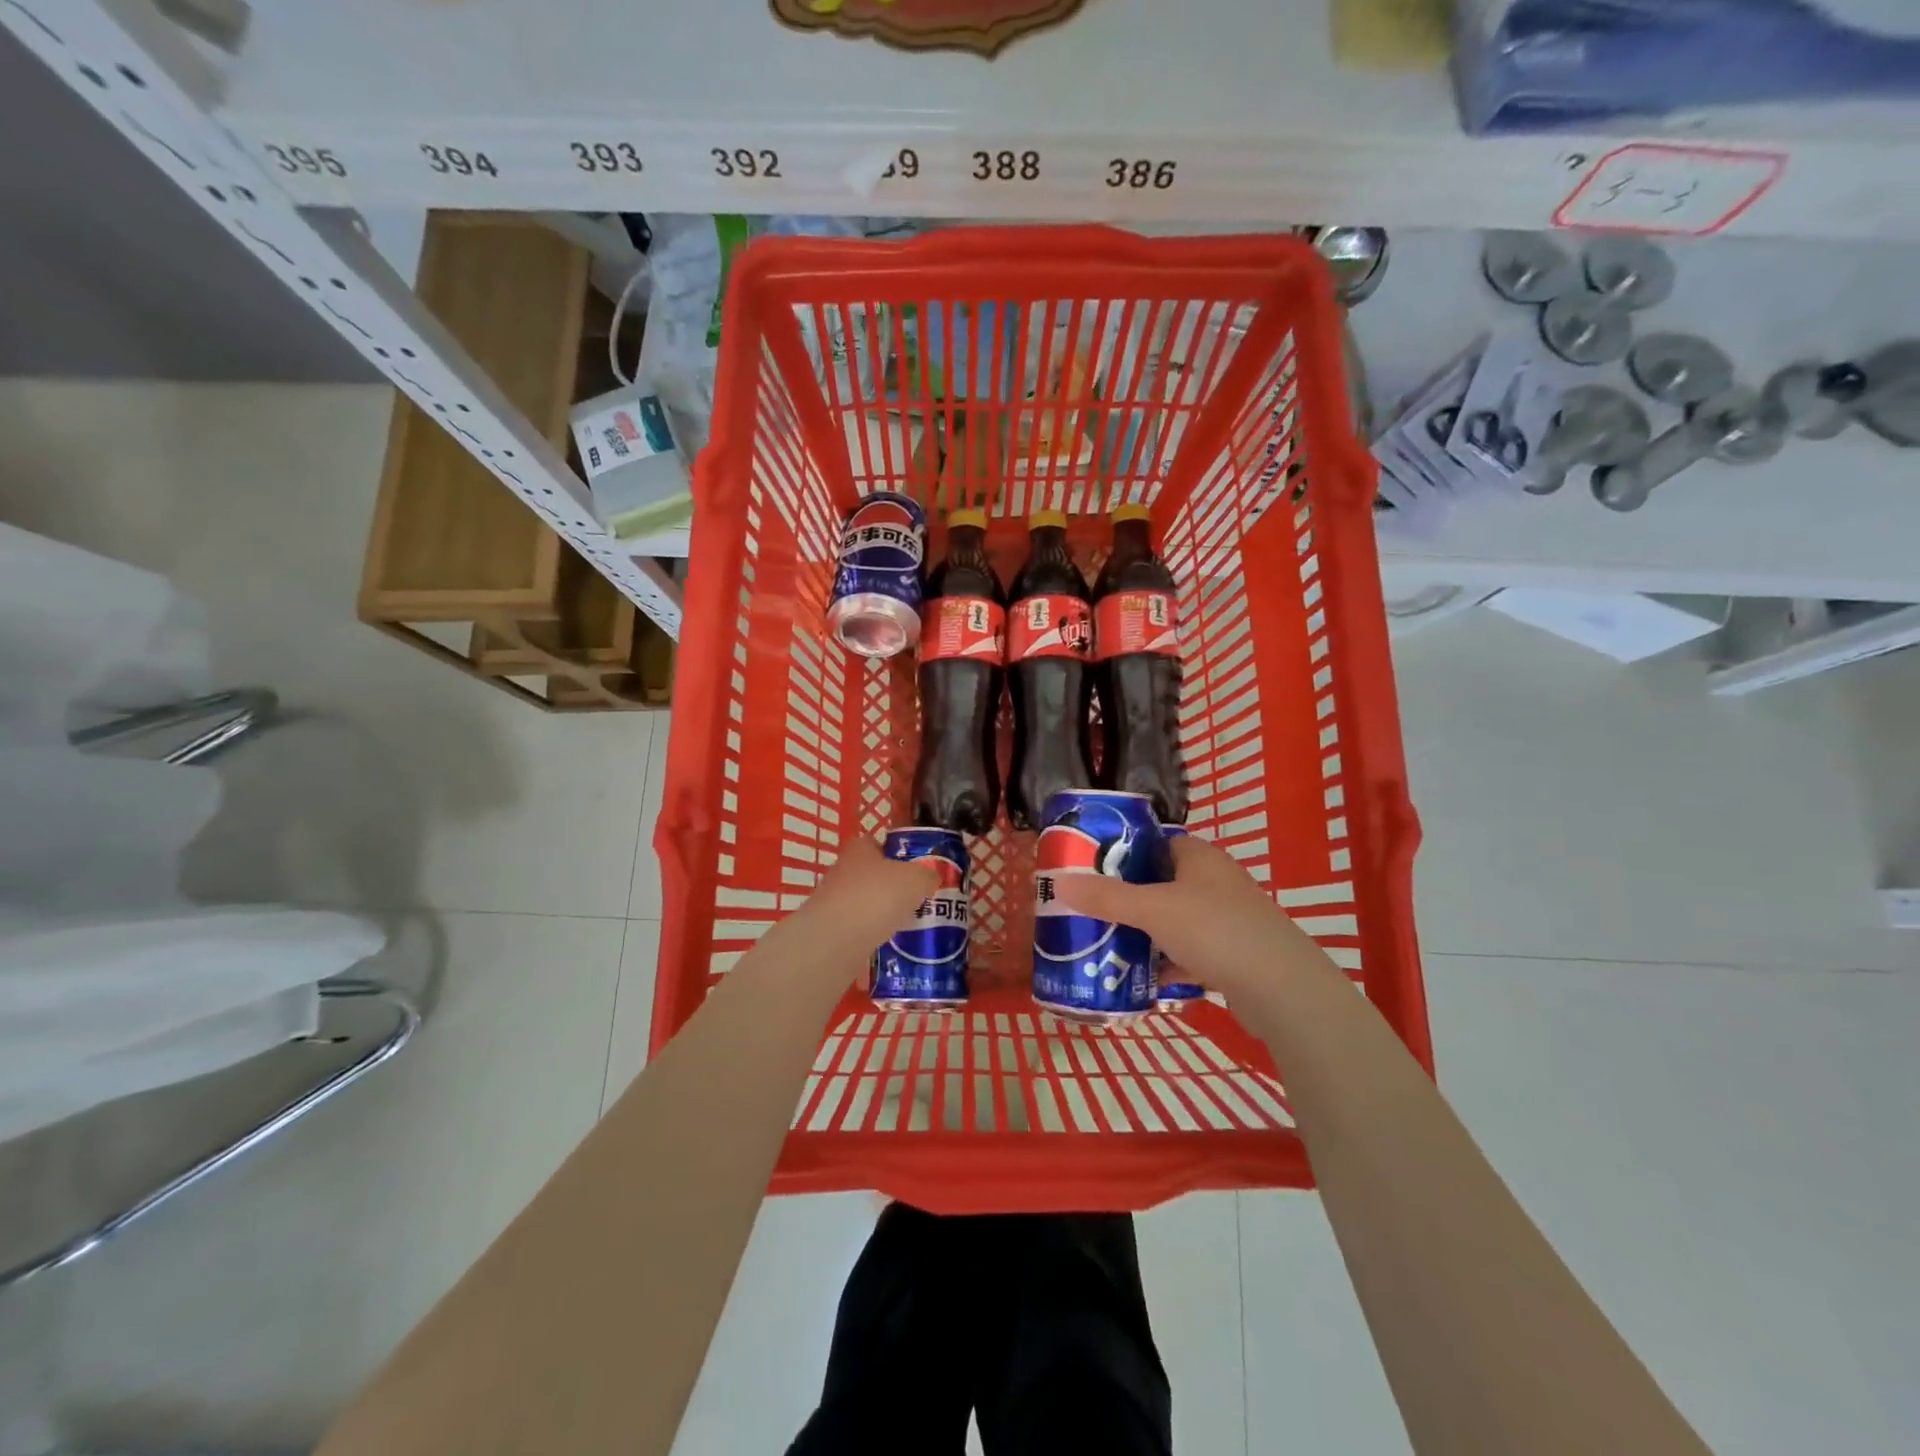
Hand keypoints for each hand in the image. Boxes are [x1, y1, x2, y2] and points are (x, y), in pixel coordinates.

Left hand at [791, 834, 938, 954]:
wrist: (835, 941)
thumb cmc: (877, 897)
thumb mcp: (916, 879)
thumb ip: (927, 874)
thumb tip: (931, 877)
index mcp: (860, 849)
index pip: (879, 843)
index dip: (899, 853)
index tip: (917, 869)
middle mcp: (843, 870)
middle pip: (873, 874)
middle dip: (894, 886)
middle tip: (919, 899)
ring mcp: (833, 901)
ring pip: (866, 902)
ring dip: (883, 912)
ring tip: (908, 924)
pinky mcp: (830, 929)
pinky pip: (859, 928)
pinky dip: (873, 934)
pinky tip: (890, 944)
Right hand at [1052, 834, 1321, 999]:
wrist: (1282, 990)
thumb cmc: (1216, 931)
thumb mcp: (1153, 909)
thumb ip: (1106, 897)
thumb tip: (1058, 883)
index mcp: (1200, 857)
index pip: (1155, 842)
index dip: (1122, 852)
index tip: (1088, 869)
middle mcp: (1215, 881)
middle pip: (1160, 883)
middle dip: (1126, 899)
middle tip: (1089, 911)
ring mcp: (1227, 919)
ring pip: (1173, 920)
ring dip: (1144, 934)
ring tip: (1105, 945)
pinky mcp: (1233, 955)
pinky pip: (1188, 952)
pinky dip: (1166, 963)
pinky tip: (1140, 979)